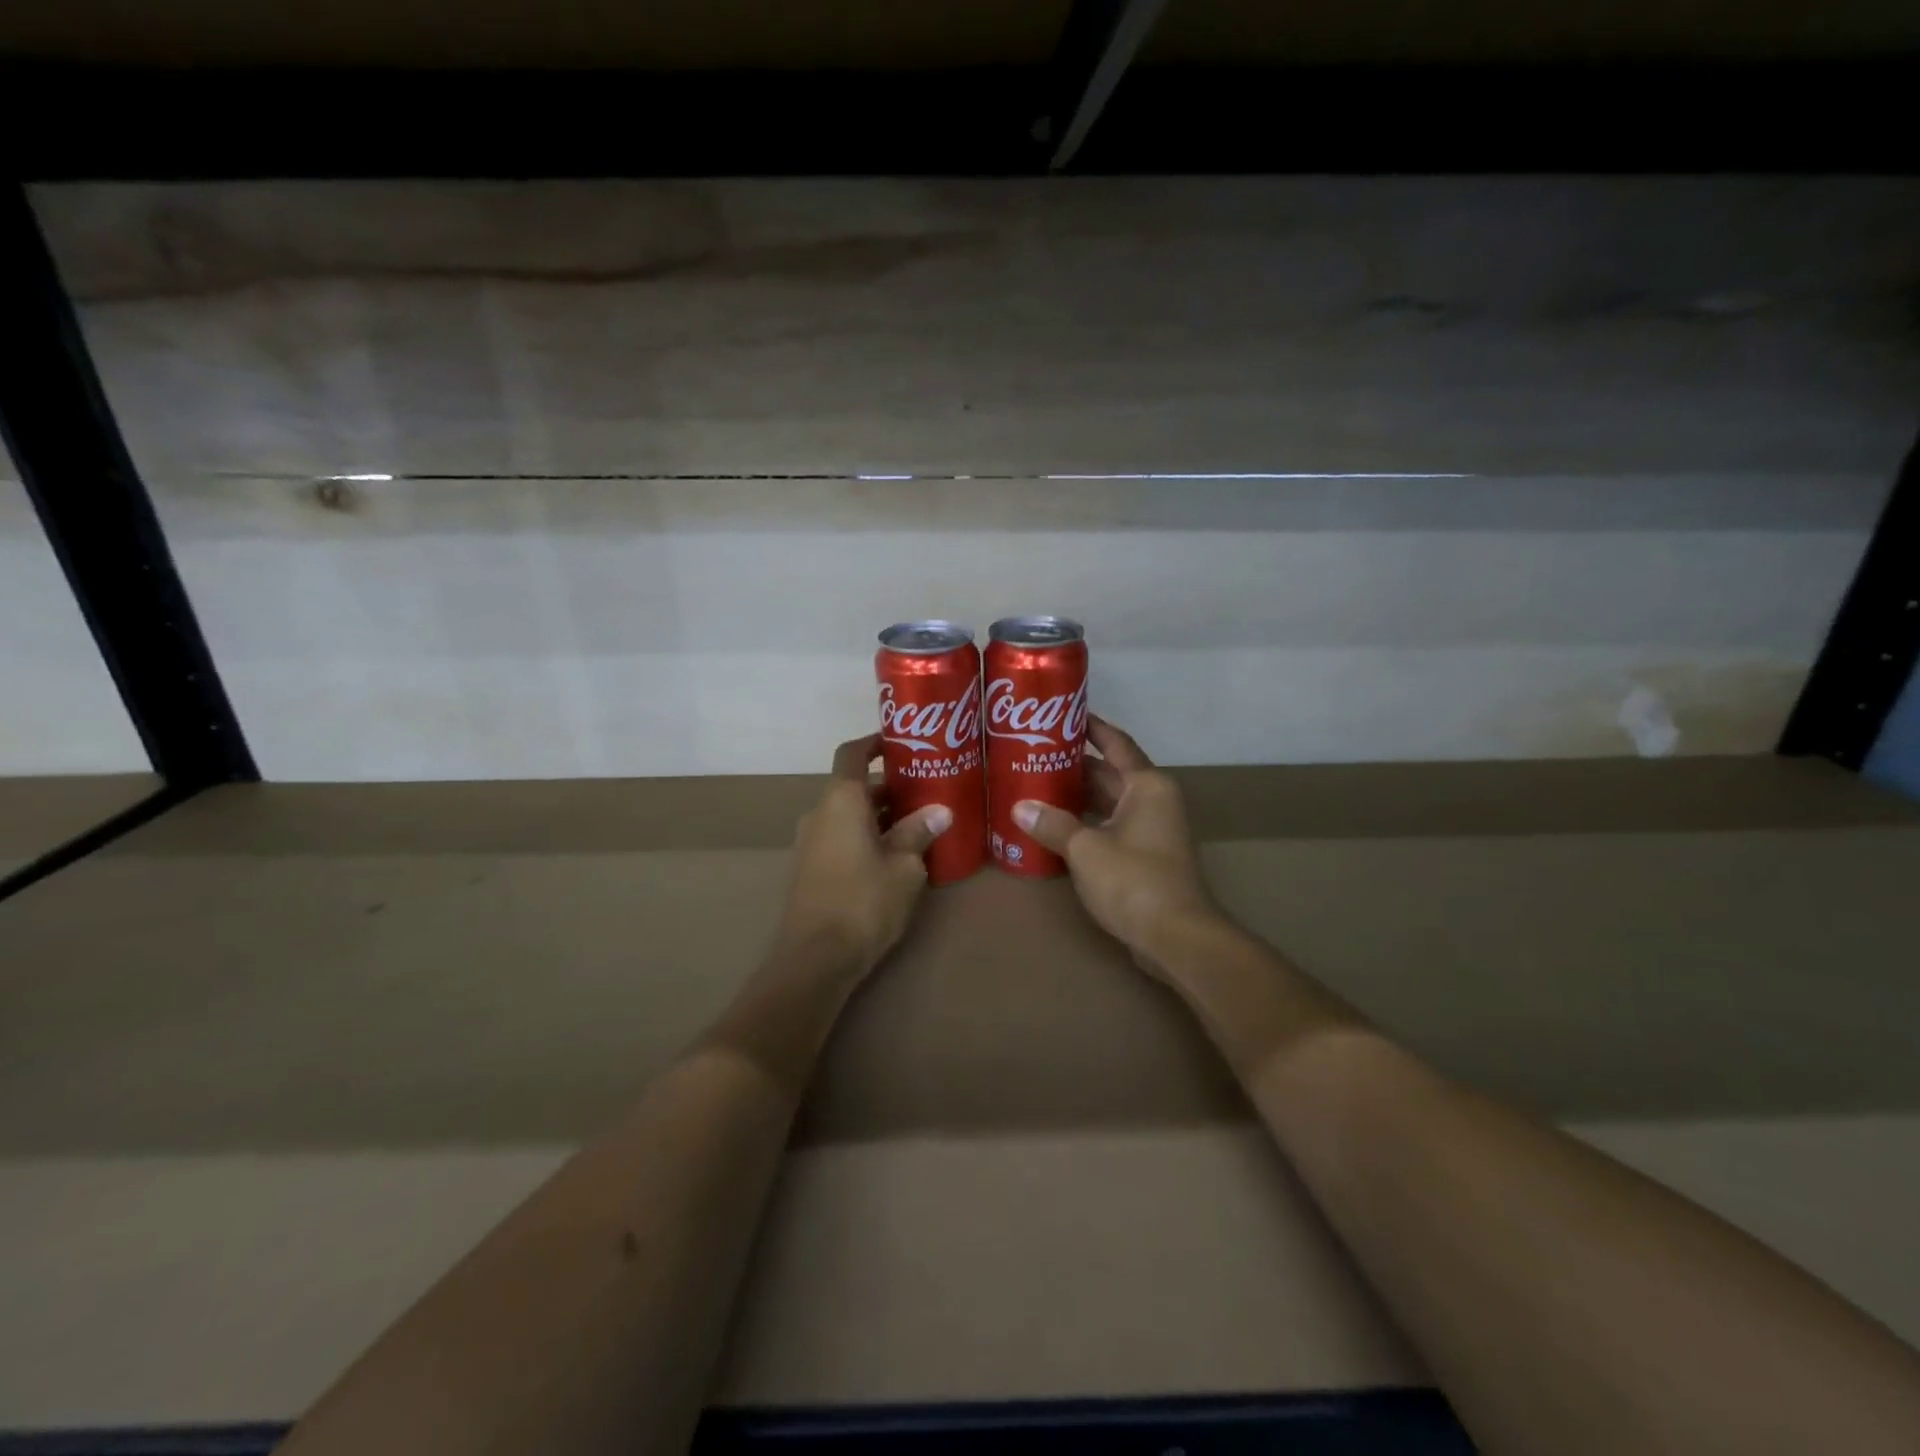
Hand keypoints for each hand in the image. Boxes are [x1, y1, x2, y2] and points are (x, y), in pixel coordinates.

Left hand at [771, 733, 952, 978]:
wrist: (814, 959)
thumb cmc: (864, 901)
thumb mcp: (904, 867)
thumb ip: (918, 832)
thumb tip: (940, 811)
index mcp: (841, 800)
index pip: (852, 753)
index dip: (874, 741)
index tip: (900, 740)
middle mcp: (820, 813)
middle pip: (854, 786)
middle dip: (889, 786)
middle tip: (927, 790)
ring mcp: (810, 842)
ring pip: (848, 814)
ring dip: (879, 814)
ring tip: (918, 823)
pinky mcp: (810, 869)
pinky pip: (841, 837)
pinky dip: (866, 835)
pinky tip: (894, 856)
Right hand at [1012, 715, 1217, 971]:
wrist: (1175, 936)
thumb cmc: (1134, 880)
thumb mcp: (1086, 849)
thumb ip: (1053, 824)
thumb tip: (1020, 808)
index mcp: (1147, 785)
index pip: (1116, 743)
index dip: (1091, 726)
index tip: (1063, 712)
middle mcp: (1153, 800)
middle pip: (1109, 772)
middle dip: (1074, 764)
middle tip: (1033, 752)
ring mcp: (1151, 829)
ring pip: (1108, 801)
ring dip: (1077, 796)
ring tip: (1036, 785)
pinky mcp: (1145, 855)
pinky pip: (1110, 825)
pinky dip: (1085, 822)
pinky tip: (1055, 825)